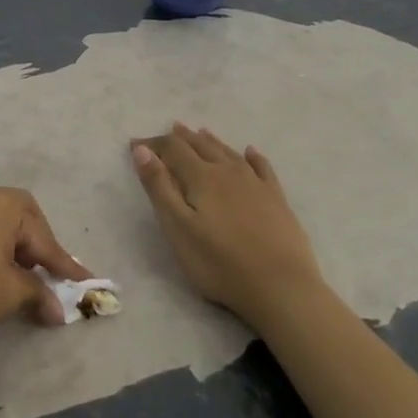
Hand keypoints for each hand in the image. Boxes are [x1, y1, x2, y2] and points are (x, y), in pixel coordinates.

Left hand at [0, 187, 89, 359]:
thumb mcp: (10, 292)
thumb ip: (38, 293)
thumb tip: (58, 310)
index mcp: (1, 203)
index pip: (42, 235)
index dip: (63, 263)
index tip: (82, 282)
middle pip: (20, 217)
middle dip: (36, 246)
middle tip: (46, 275)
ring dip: (12, 248)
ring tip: (20, 279)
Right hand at [130, 123, 323, 329]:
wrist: (282, 287)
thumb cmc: (220, 263)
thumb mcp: (178, 228)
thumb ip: (159, 187)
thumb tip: (142, 150)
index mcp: (202, 177)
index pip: (173, 149)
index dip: (154, 144)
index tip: (136, 144)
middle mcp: (228, 172)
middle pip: (201, 146)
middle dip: (183, 137)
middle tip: (170, 129)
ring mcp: (256, 184)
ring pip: (228, 152)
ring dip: (211, 141)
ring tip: (200, 132)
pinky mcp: (277, 200)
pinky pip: (262, 168)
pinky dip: (253, 157)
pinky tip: (250, 152)